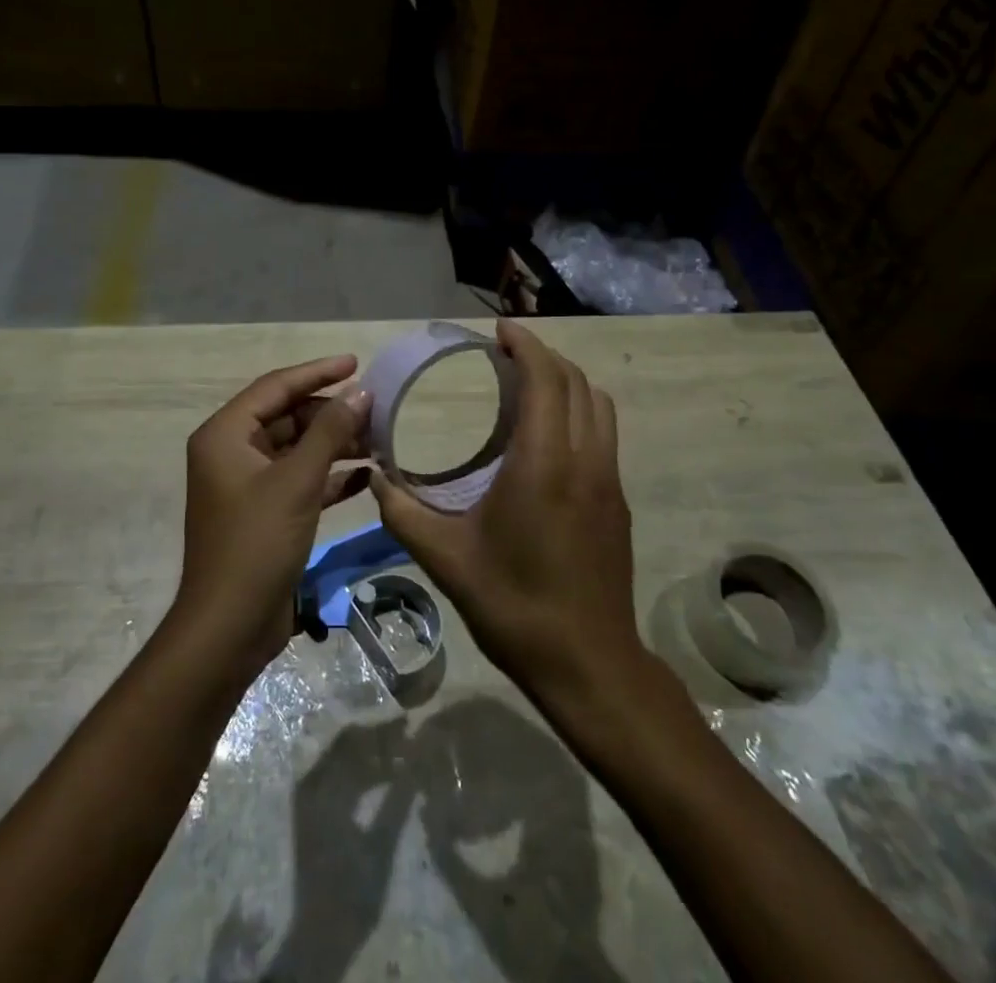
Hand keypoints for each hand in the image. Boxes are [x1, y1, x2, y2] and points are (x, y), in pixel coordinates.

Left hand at [176, 355, 372, 676]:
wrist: (229, 627)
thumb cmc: (257, 543)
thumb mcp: (297, 481)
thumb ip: (330, 432)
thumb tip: (361, 393)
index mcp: (225, 435)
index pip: (275, 387)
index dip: (317, 372)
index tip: (356, 363)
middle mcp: (232, 452)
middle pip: (287, 417)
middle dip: (331, 412)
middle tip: (376, 409)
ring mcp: (247, 485)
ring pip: (296, 450)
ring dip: (335, 444)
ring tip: (379, 439)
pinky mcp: (264, 513)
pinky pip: (300, 481)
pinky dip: (329, 476)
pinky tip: (367, 476)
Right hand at [373, 321, 644, 707]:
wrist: (589, 664)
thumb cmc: (515, 606)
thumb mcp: (446, 559)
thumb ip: (403, 513)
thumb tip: (377, 479)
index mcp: (544, 464)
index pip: (547, 380)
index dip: (527, 346)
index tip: (500, 331)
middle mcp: (585, 461)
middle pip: (577, 383)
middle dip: (545, 356)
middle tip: (507, 352)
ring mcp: (610, 481)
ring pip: (599, 406)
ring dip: (567, 382)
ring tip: (529, 384)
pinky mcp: (619, 502)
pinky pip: (603, 434)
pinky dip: (579, 411)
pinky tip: (548, 435)